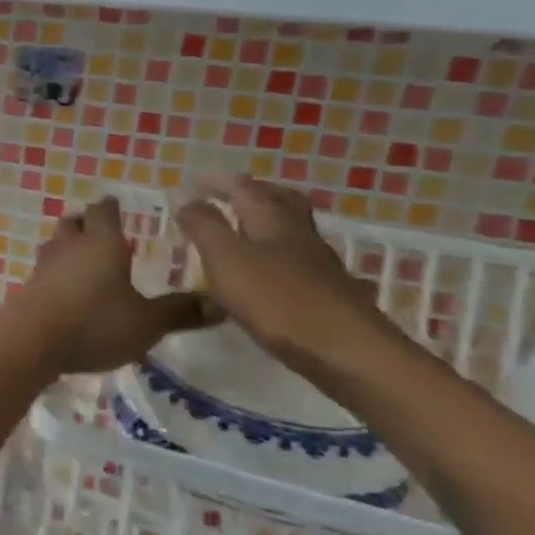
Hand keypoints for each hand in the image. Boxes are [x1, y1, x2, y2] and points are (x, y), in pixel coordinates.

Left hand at [0, 197, 210, 377]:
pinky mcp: (29, 288)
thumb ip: (180, 312)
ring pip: (56, 244)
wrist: (30, 342)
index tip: (117, 205)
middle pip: (74, 222)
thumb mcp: (146, 322)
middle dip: (87, 223)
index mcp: (100, 243)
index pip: (103, 211)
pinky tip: (67, 289)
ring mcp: (44, 266)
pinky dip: (57, 272)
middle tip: (102, 230)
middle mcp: (69, 247)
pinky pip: (45, 270)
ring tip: (85, 258)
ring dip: (69, 246)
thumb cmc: (94, 323)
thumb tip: (219, 304)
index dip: (111, 207)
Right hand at [172, 175, 398, 372]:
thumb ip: (203, 226)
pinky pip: (298, 259)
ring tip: (241, 231)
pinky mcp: (328, 291)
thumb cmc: (277, 300)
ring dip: (266, 221)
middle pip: (278, 200)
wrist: (349, 352)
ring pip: (291, 229)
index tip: (191, 183)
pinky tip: (268, 271)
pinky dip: (277, 254)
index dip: (216, 182)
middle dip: (252, 192)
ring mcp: (318, 263)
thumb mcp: (226, 259)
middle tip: (226, 195)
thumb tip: (186, 197)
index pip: (243, 187)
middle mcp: (298, 234)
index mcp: (271, 219)